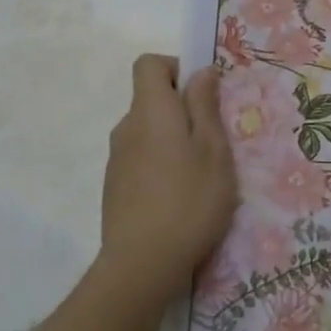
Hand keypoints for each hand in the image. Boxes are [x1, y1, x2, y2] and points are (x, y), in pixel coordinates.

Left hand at [97, 54, 237, 305]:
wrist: (141, 265)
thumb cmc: (189, 200)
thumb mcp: (214, 150)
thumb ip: (205, 106)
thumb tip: (201, 72)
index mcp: (150, 110)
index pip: (149, 64)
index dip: (176, 67)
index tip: (203, 93)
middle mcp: (127, 127)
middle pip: (151, 98)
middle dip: (183, 108)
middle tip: (215, 138)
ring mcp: (117, 159)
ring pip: (148, 131)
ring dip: (174, 139)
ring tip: (202, 173)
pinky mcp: (115, 188)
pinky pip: (142, 158)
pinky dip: (161, 164)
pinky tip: (181, 197)